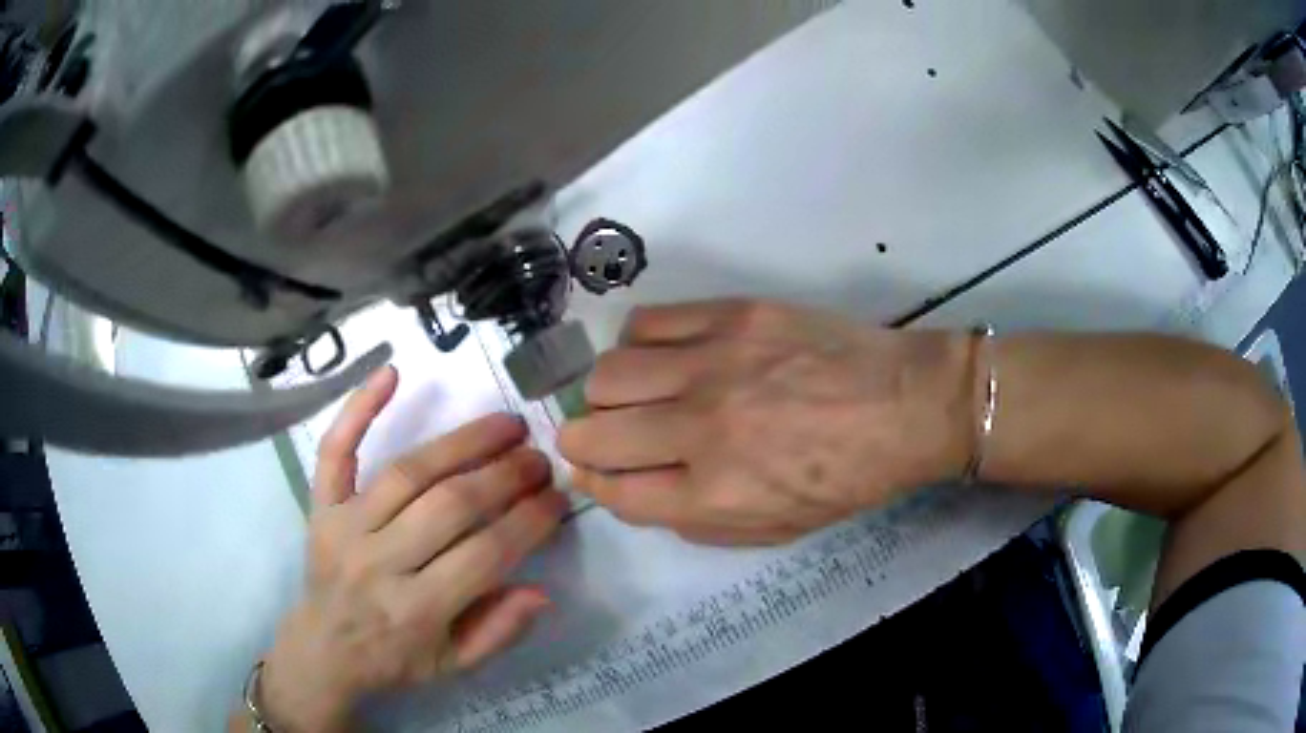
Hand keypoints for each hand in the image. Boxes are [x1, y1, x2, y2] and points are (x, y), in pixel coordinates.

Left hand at [257, 367, 567, 731]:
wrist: (323, 650)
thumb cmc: (393, 660)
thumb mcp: (454, 666)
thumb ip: (498, 631)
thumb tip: (542, 590)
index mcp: (416, 610)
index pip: (485, 555)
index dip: (529, 522)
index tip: (557, 498)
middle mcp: (379, 563)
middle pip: (449, 506)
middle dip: (505, 476)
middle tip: (539, 458)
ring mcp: (344, 527)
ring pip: (407, 472)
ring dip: (462, 442)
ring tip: (506, 424)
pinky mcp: (320, 506)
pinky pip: (335, 451)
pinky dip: (358, 408)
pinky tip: (391, 373)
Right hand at [558, 300, 972, 545]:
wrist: (905, 406)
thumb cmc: (846, 478)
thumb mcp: (773, 530)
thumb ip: (695, 521)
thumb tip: (633, 490)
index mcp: (714, 493)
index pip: (613, 492)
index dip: (592, 483)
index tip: (592, 472)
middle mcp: (701, 429)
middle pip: (592, 432)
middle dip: (581, 441)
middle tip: (600, 437)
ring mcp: (713, 364)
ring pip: (608, 374)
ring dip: (606, 393)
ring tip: (633, 394)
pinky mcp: (731, 315)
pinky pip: (647, 323)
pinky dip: (638, 344)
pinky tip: (662, 356)